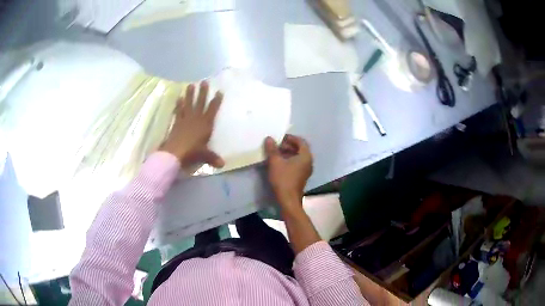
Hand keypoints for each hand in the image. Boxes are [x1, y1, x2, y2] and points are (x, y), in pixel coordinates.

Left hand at [160, 81, 224, 167]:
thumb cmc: (192, 152)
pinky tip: (178, 98)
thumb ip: (213, 158)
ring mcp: (185, 119)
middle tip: (204, 81)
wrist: (174, 152)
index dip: (216, 101)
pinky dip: (179, 105)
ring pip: (189, 104)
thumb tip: (223, 165)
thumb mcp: (204, 155)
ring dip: (190, 94)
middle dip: (203, 92)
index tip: (219, 92)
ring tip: (190, 84)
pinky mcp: (177, 122)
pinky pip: (178, 111)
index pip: (212, 110)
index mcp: (205, 125)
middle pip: (200, 103)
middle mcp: (196, 119)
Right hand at [264, 134, 312, 212]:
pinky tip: (278, 163)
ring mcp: (305, 170)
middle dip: (287, 145)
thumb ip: (272, 149)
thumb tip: (269, 138)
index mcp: (306, 156)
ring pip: (297, 157)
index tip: (280, 137)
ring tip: (275, 153)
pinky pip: (296, 164)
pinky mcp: (301, 177)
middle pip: (300, 149)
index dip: (290, 137)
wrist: (288, 200)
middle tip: (276, 145)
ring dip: (287, 153)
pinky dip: (289, 161)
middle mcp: (308, 162)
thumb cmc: (283, 179)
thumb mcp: (275, 162)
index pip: (301, 141)